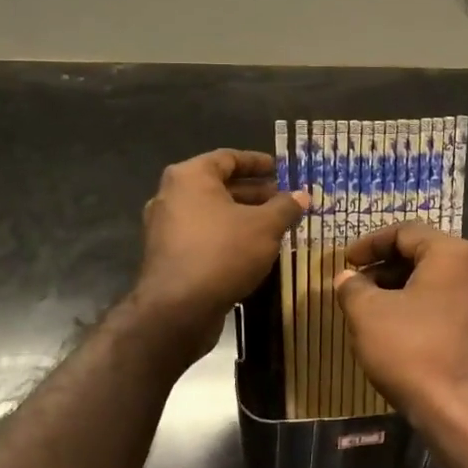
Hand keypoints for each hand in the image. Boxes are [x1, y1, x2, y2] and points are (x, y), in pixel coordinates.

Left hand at [135, 150, 303, 336]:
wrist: (178, 310)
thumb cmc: (223, 253)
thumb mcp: (265, 227)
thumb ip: (285, 207)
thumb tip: (303, 195)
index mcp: (190, 177)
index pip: (228, 158)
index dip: (257, 162)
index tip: (280, 168)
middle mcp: (171, 196)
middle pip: (219, 186)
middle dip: (253, 193)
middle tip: (283, 200)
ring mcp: (165, 227)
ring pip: (211, 213)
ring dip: (242, 216)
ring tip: (274, 225)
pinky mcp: (167, 255)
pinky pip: (202, 235)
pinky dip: (226, 235)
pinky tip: (252, 249)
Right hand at [334, 223, 467, 456]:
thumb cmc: (416, 353)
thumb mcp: (368, 316)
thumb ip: (353, 288)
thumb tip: (348, 278)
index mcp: (455, 254)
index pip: (406, 232)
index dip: (370, 243)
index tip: (345, 262)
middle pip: (426, 255)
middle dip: (386, 268)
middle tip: (356, 286)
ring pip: (440, 284)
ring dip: (404, 291)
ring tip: (374, 311)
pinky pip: (453, 309)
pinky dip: (425, 311)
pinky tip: (403, 334)